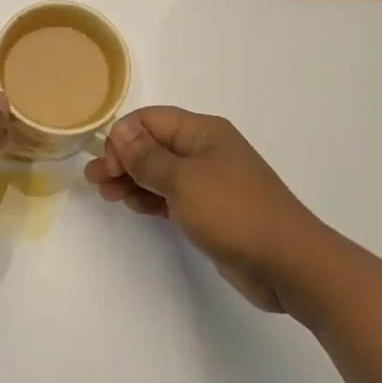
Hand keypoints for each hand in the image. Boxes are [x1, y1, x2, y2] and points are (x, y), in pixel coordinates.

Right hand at [84, 107, 321, 313]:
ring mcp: (209, 182)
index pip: (151, 120)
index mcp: (203, 132)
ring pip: (160, 172)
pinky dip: (149, 197)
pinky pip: (171, 196)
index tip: (106, 164)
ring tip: (106, 194)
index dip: (124, 137)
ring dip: (132, 179)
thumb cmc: (232, 211)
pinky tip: (131, 205)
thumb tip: (121, 132)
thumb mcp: (182, 180)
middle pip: (153, 145)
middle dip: (122, 158)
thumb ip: (147, 157)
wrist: (287, 262)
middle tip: (94, 180)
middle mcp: (205, 151)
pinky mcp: (210, 211)